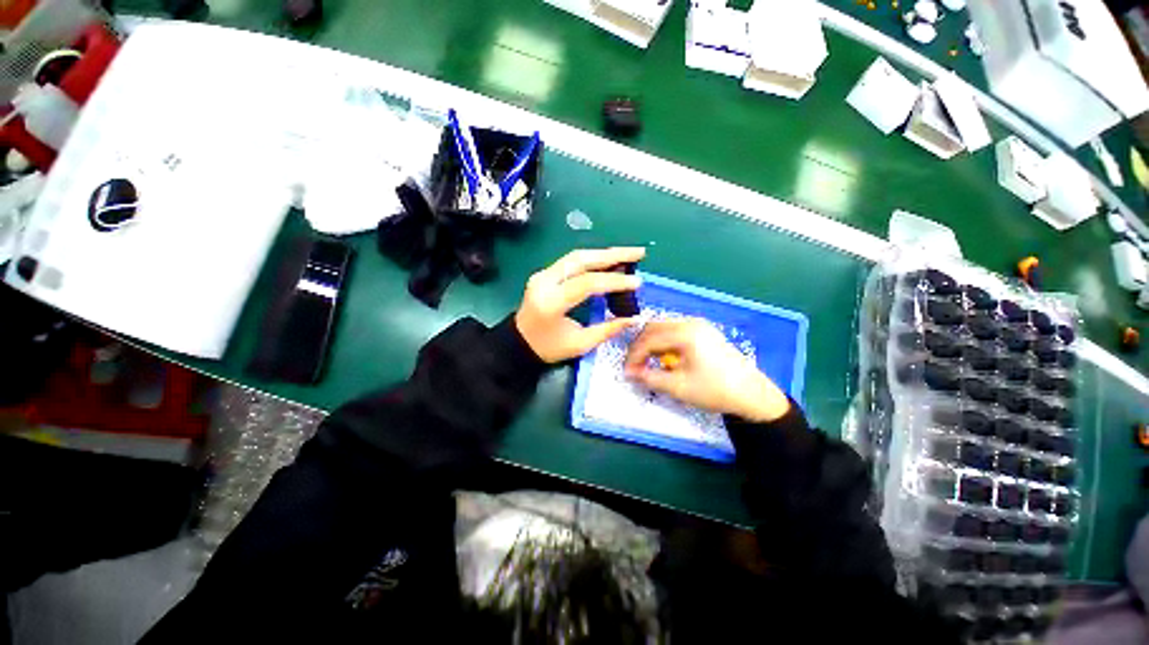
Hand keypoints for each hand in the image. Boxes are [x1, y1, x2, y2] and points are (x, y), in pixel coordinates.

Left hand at [515, 247, 645, 362]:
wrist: (518, 343)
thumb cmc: (548, 347)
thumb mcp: (580, 344)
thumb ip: (607, 329)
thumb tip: (633, 317)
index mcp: (551, 302)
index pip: (586, 283)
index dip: (614, 281)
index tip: (637, 282)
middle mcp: (544, 281)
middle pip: (581, 259)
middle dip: (613, 254)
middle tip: (638, 253)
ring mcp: (542, 274)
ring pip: (577, 256)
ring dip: (604, 253)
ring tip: (629, 254)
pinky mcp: (544, 273)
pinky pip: (571, 261)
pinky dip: (593, 259)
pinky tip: (609, 261)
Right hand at [624, 319, 789, 422]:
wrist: (753, 395)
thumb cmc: (715, 390)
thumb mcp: (678, 387)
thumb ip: (650, 378)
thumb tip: (630, 373)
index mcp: (685, 333)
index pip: (649, 339)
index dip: (634, 355)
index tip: (627, 371)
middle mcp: (691, 323)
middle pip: (654, 328)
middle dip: (640, 346)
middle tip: (634, 365)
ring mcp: (699, 325)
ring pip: (664, 329)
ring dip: (651, 344)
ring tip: (647, 363)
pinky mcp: (704, 332)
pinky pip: (675, 332)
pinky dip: (664, 343)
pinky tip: (664, 358)